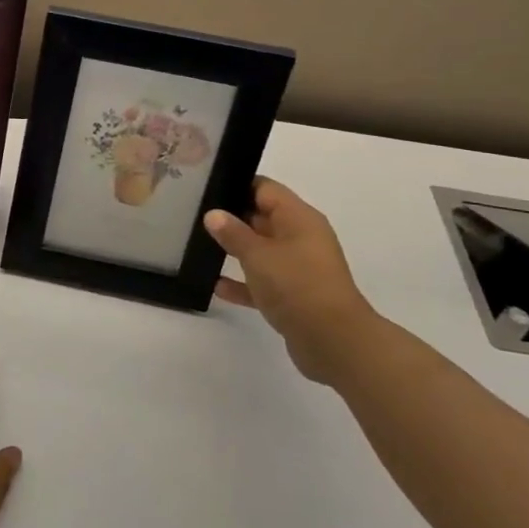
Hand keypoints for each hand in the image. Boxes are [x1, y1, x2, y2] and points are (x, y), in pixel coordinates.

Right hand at [204, 178, 384, 385]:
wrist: (334, 342)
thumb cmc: (297, 285)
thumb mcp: (258, 254)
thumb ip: (233, 233)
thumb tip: (213, 214)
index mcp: (299, 218)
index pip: (265, 189)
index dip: (236, 185)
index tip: (205, 187)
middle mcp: (301, 238)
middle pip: (262, 217)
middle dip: (231, 217)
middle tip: (194, 215)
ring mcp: (299, 268)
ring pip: (262, 251)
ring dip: (236, 250)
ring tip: (198, 246)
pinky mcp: (294, 296)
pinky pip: (263, 282)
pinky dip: (243, 282)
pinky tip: (216, 285)